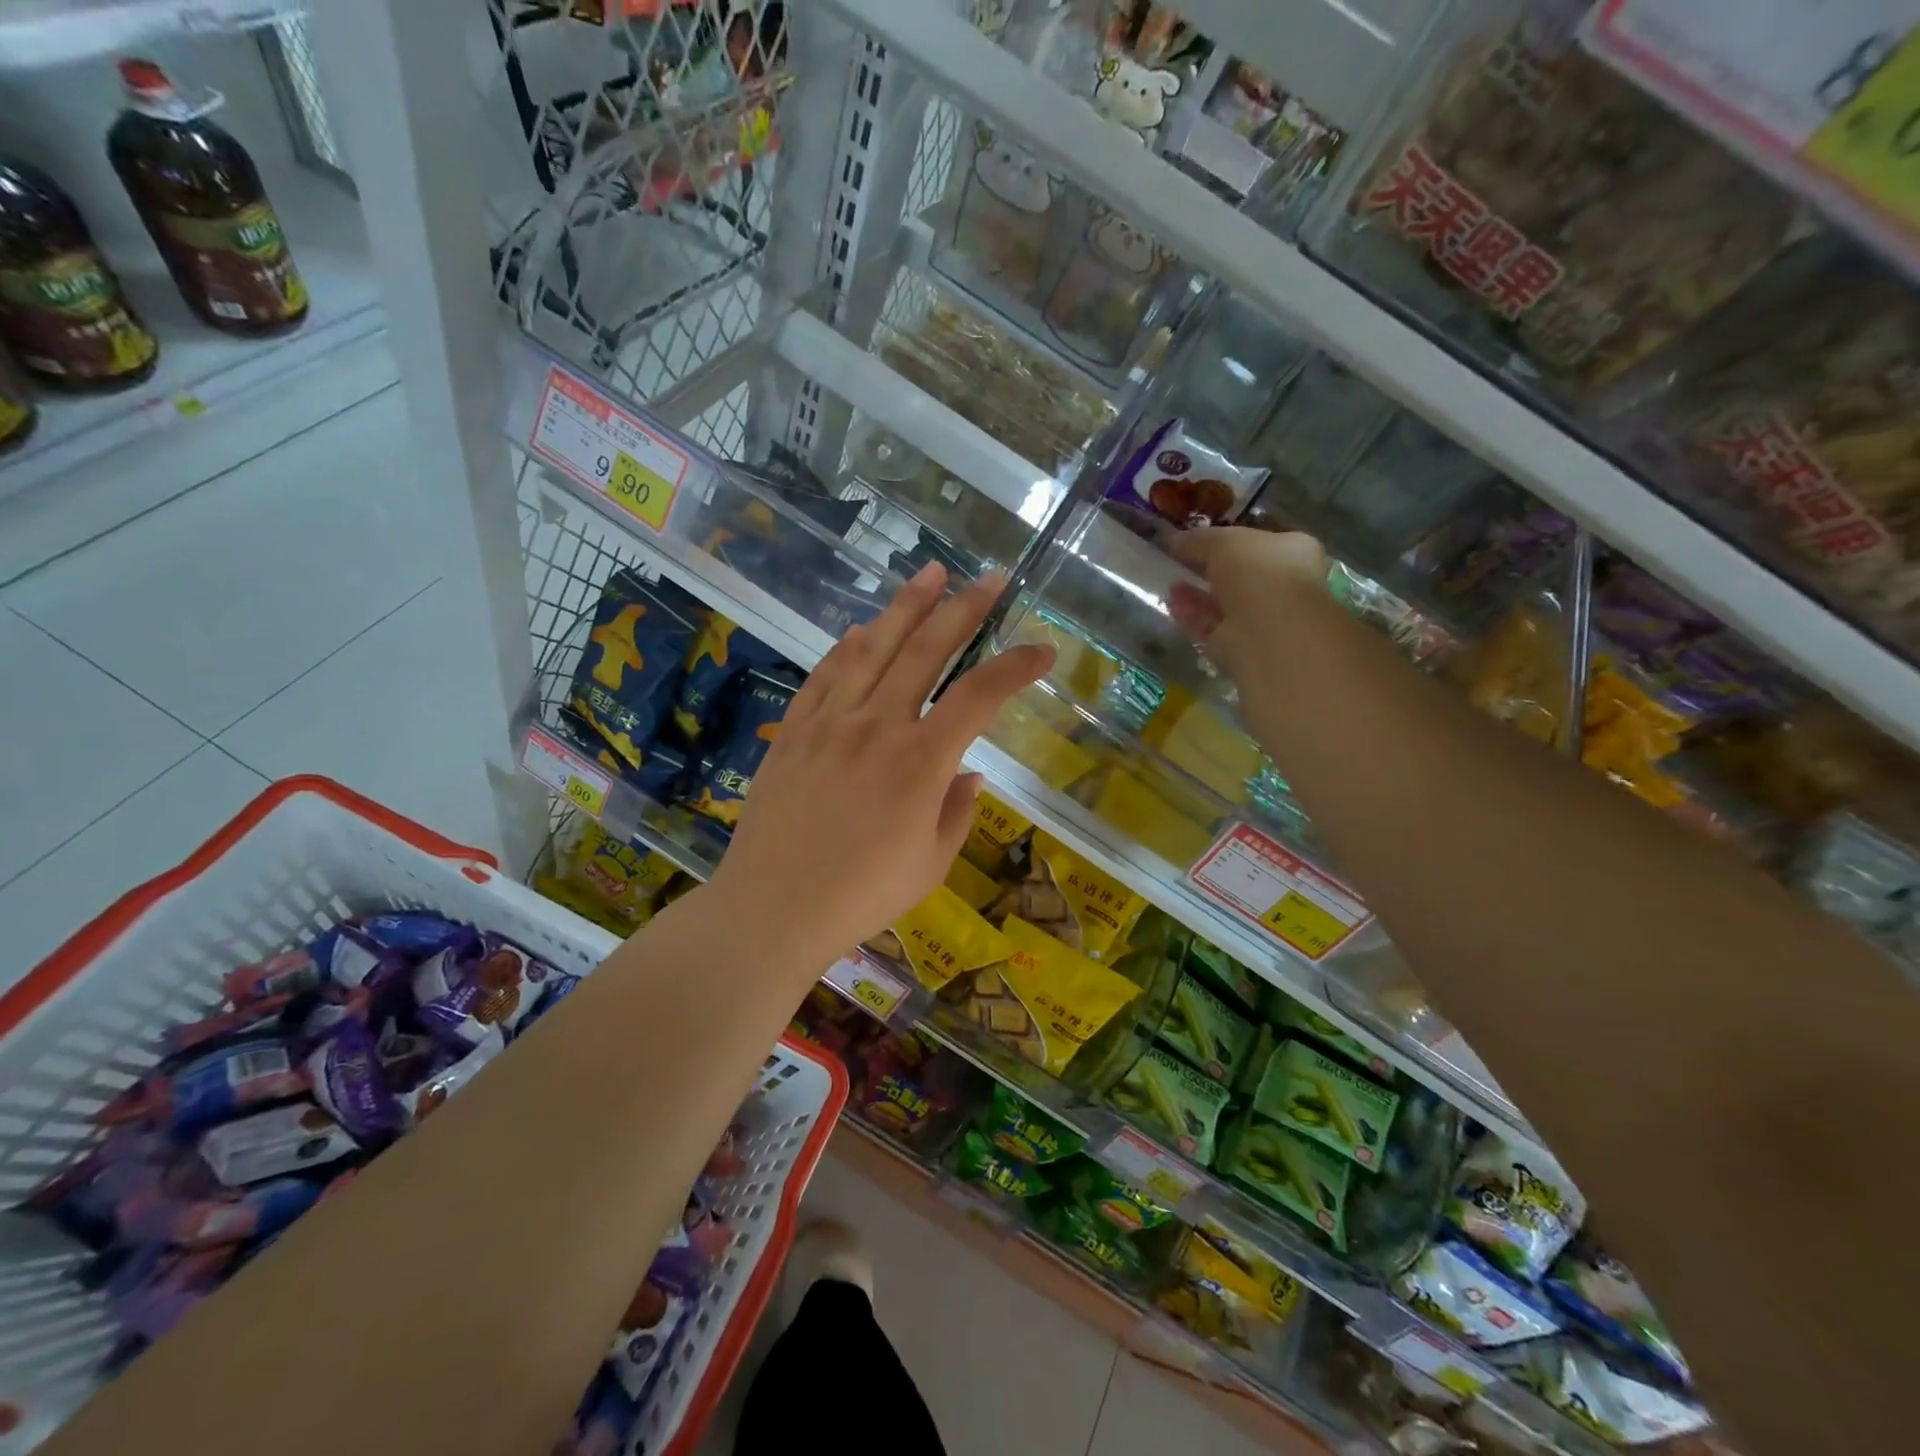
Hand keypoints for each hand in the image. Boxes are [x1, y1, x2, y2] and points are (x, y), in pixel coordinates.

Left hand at [705, 563, 1052, 974]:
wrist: (773, 908)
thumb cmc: (862, 896)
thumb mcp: (931, 864)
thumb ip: (957, 812)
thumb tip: (970, 775)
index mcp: (922, 763)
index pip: (980, 697)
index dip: (1016, 667)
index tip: (1043, 650)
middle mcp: (878, 727)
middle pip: (926, 652)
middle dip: (963, 609)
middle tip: (990, 578)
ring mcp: (830, 723)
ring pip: (873, 649)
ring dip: (905, 607)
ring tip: (930, 573)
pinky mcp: (793, 731)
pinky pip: (823, 676)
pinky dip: (845, 648)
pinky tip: (861, 630)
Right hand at [1166, 527, 1327, 681]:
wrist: (1270, 630)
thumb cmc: (1259, 572)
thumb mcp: (1224, 542)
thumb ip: (1198, 540)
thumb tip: (1174, 539)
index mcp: (1292, 551)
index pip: (1257, 543)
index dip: (1225, 540)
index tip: (1195, 540)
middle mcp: (1281, 585)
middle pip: (1238, 575)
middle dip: (1207, 569)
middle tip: (1178, 562)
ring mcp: (1261, 618)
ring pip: (1222, 603)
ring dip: (1196, 593)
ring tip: (1169, 583)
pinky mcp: (1240, 645)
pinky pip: (1211, 626)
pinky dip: (1192, 615)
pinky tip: (1172, 605)